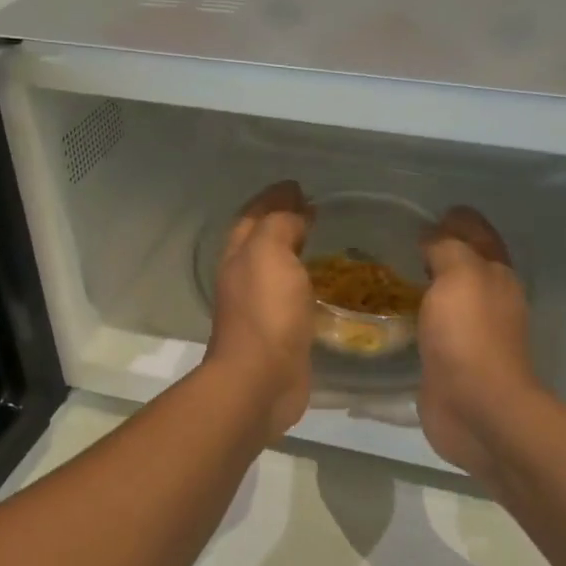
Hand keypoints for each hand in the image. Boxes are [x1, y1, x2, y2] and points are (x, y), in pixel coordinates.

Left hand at [204, 180, 316, 443]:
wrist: (260, 380)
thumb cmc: (265, 312)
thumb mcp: (269, 253)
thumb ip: (280, 225)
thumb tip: (295, 213)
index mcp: (239, 255)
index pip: (254, 215)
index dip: (273, 198)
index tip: (298, 186)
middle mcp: (244, 277)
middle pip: (261, 239)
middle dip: (281, 220)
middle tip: (313, 209)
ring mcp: (260, 307)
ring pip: (276, 267)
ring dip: (293, 250)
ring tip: (322, 239)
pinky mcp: (280, 332)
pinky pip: (292, 295)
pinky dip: (305, 280)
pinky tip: (325, 282)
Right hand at [417, 208, 538, 479]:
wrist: (476, 407)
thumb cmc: (469, 335)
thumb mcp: (459, 275)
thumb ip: (446, 248)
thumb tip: (432, 237)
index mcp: (496, 275)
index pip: (480, 235)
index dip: (460, 219)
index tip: (432, 210)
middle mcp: (488, 301)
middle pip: (465, 265)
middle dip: (441, 249)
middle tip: (401, 238)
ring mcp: (469, 334)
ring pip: (447, 297)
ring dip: (426, 284)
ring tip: (389, 271)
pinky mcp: (449, 362)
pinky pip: (430, 327)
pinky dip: (415, 315)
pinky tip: (391, 312)